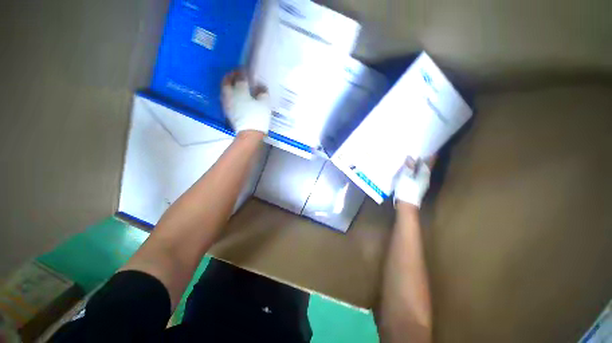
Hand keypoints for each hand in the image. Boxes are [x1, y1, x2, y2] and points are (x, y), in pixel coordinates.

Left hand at [221, 71, 271, 133]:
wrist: (249, 133)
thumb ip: (263, 93)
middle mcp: (231, 94)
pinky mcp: (228, 111)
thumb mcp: (264, 104)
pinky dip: (229, 94)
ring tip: (234, 84)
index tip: (245, 69)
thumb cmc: (258, 117)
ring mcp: (227, 103)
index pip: (240, 76)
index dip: (242, 71)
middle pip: (227, 81)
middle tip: (236, 74)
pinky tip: (235, 97)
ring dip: (228, 85)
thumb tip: (261, 87)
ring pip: (225, 90)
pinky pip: (226, 98)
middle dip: (231, 76)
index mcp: (240, 90)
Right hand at [394, 157, 435, 207]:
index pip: (429, 162)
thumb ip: (408, 167)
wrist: (406, 204)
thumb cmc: (406, 189)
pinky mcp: (416, 187)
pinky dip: (415, 171)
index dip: (431, 155)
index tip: (432, 149)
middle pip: (427, 166)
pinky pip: (417, 175)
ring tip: (414, 159)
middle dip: (425, 159)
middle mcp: (425, 177)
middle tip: (421, 152)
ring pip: (422, 171)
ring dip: (419, 165)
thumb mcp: (405, 176)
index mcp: (424, 174)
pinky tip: (410, 170)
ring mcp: (421, 183)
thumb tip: (411, 157)